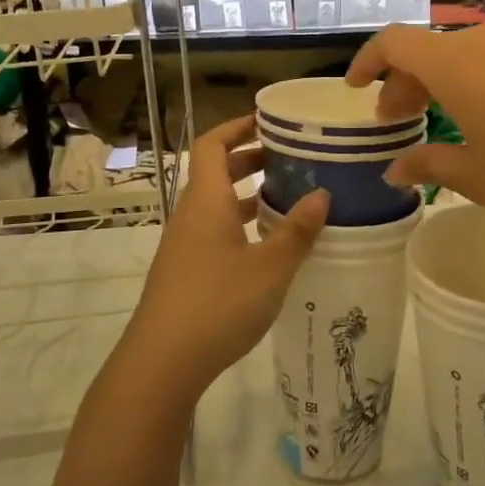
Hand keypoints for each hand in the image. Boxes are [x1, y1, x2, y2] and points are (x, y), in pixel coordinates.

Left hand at [119, 115, 327, 403]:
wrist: (162, 364)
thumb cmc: (218, 304)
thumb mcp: (269, 267)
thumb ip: (297, 230)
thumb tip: (323, 194)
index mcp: (206, 200)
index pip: (212, 144)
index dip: (237, 127)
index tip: (268, 121)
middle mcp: (191, 215)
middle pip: (215, 171)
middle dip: (250, 159)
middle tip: (290, 158)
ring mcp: (185, 245)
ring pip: (217, 204)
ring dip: (248, 194)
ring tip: (287, 197)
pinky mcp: (186, 272)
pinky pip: (215, 231)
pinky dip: (241, 224)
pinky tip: (268, 246)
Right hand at [346, 23, 484, 239]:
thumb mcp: (476, 176)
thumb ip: (428, 164)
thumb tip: (395, 169)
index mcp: (455, 64)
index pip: (394, 42)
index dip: (367, 61)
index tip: (355, 89)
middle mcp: (483, 43)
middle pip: (426, 49)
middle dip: (402, 81)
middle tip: (394, 121)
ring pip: (459, 54)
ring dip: (436, 82)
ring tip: (434, 121)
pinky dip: (469, 81)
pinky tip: (480, 118)